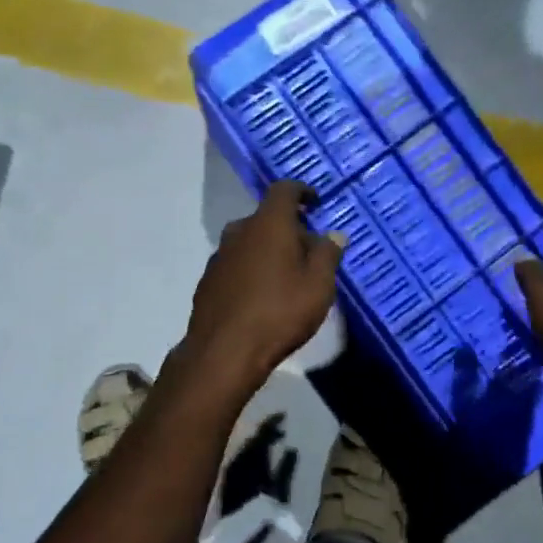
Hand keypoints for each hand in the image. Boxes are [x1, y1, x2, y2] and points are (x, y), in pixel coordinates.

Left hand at [180, 181, 345, 394]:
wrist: (224, 352)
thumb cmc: (280, 312)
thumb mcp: (318, 286)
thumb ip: (328, 254)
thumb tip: (334, 234)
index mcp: (268, 224)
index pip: (284, 190)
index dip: (302, 192)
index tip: (316, 203)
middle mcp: (239, 231)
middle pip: (267, 218)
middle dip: (290, 229)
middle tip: (310, 252)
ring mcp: (219, 256)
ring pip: (250, 242)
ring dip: (269, 250)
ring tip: (289, 277)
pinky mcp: (208, 281)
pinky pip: (237, 264)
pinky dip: (253, 270)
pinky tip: (263, 296)